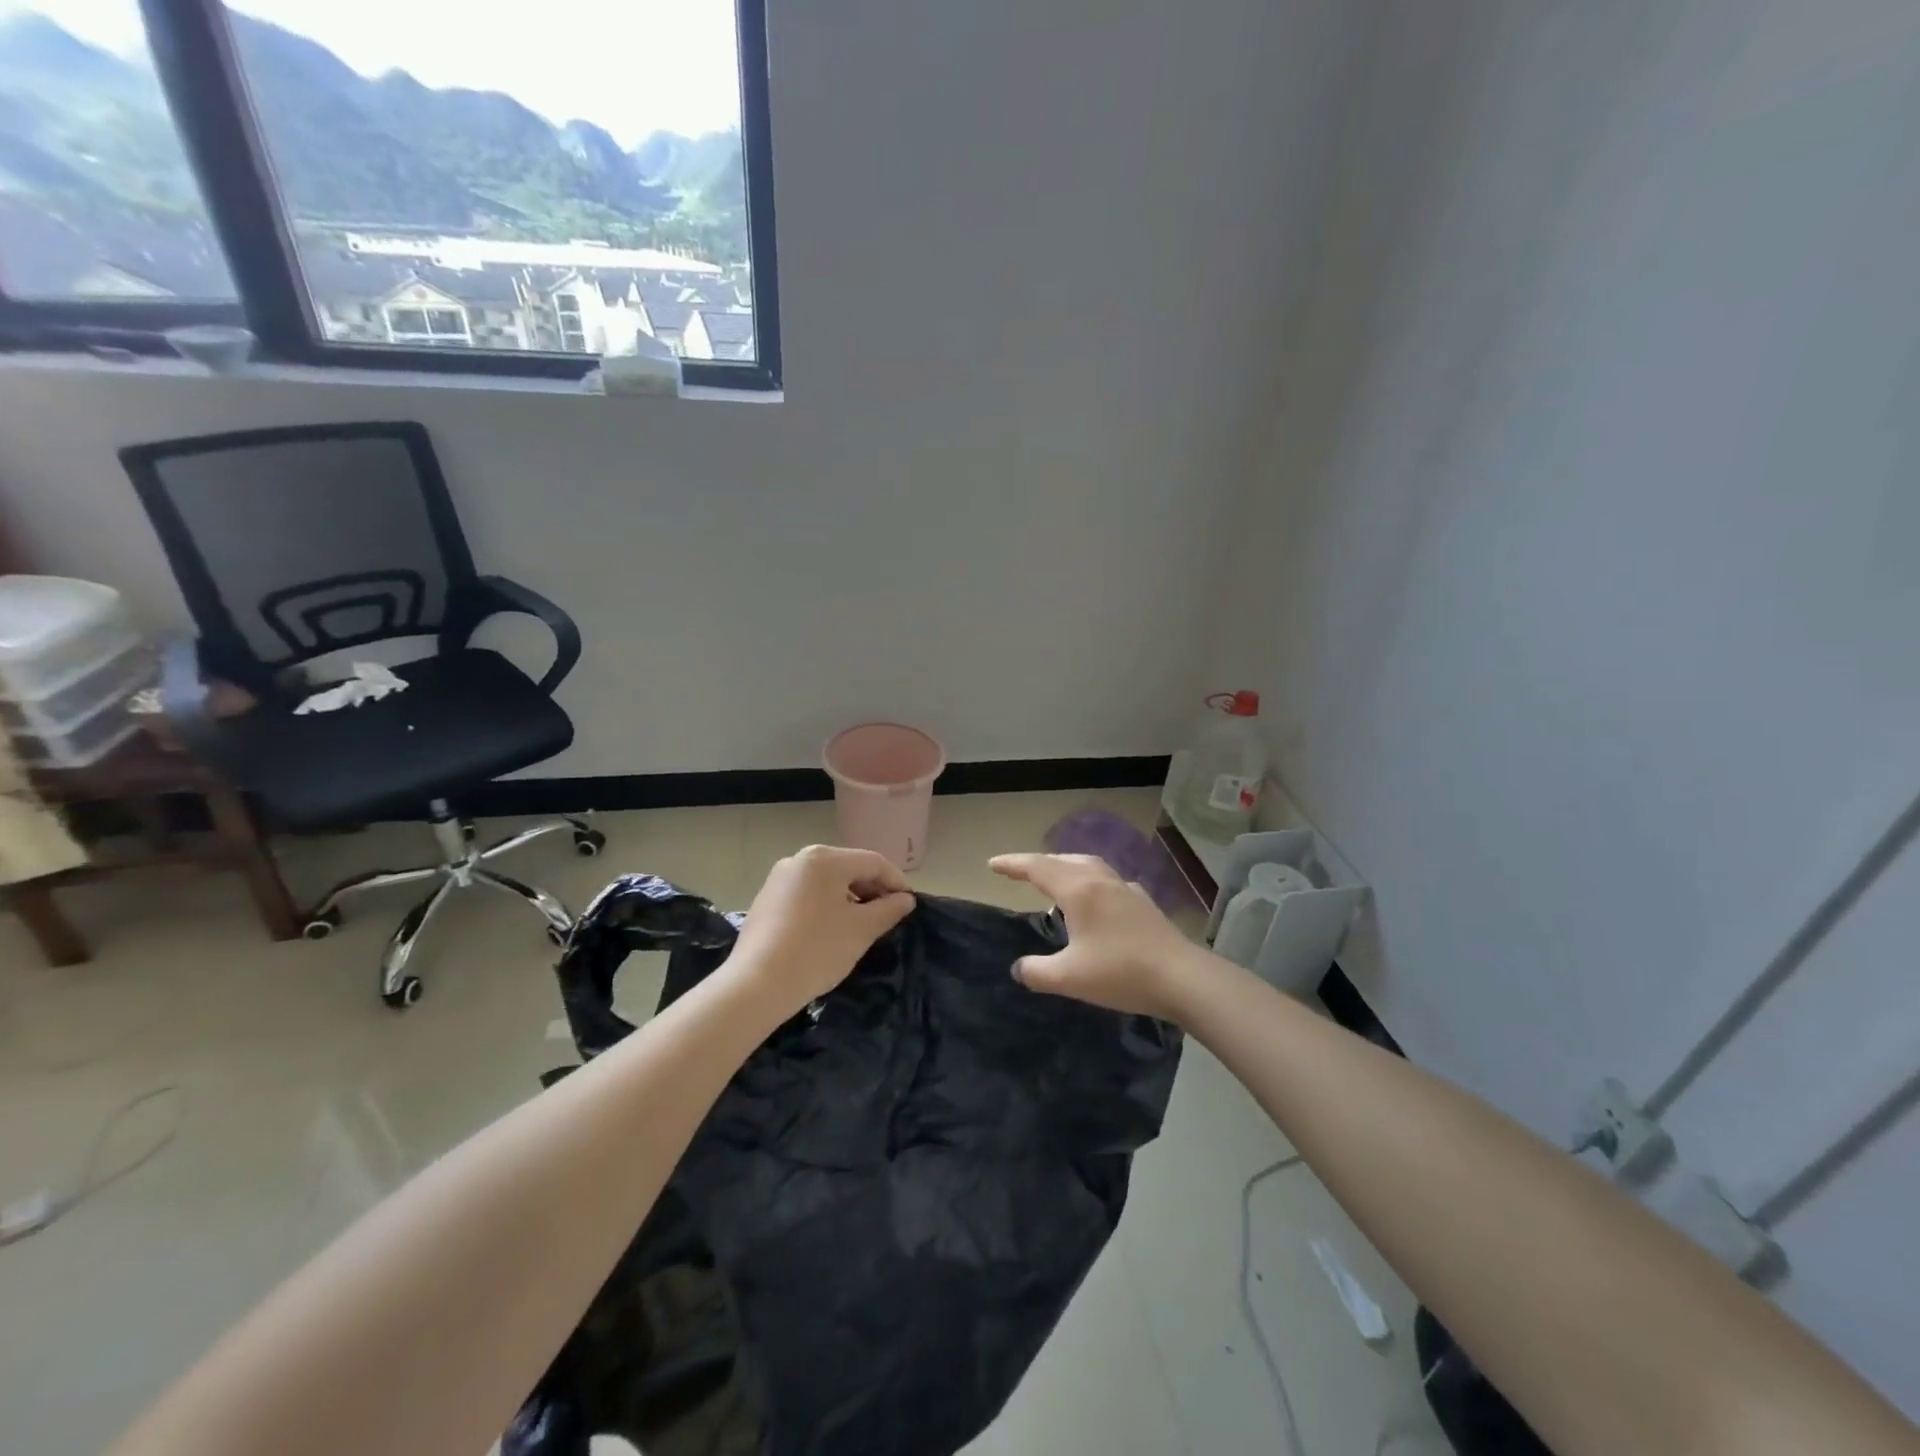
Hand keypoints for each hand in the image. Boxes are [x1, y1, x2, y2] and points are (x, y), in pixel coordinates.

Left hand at [726, 845, 916, 1014]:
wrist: (757, 985)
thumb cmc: (817, 950)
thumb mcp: (861, 930)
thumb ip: (888, 909)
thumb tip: (905, 899)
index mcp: (825, 859)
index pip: (873, 862)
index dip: (897, 882)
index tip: (911, 904)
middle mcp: (800, 859)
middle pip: (849, 868)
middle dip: (873, 889)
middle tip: (890, 915)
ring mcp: (779, 878)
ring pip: (827, 881)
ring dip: (851, 898)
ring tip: (864, 924)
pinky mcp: (767, 899)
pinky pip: (807, 894)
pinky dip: (827, 905)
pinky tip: (832, 929)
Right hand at [989, 853, 1205, 1020]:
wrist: (1182, 978)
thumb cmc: (1120, 973)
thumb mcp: (1068, 978)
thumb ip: (1036, 972)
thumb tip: (1020, 968)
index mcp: (1078, 891)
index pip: (1037, 868)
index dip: (1012, 864)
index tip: (992, 864)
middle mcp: (1100, 881)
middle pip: (1062, 860)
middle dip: (1036, 863)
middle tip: (1018, 871)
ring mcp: (1125, 889)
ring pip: (1088, 865)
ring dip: (1065, 866)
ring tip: (1054, 879)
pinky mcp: (1143, 903)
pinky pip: (1107, 880)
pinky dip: (1090, 880)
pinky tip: (1096, 898)